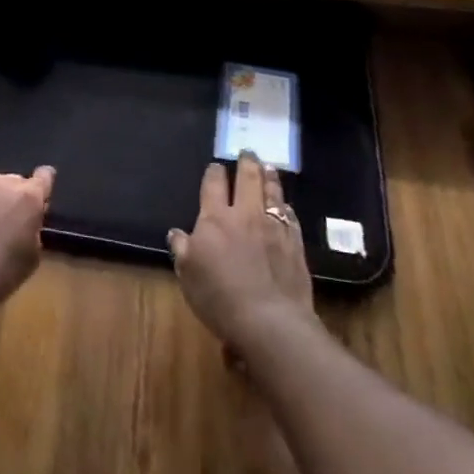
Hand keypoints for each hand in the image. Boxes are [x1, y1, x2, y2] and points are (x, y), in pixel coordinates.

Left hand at [0, 152, 52, 312]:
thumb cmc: (1, 273)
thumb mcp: (32, 257)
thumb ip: (33, 231)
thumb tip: (27, 222)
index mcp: (29, 197)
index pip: (44, 178)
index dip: (45, 184)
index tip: (45, 192)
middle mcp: (3, 183)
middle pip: (15, 182)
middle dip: (16, 197)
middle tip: (13, 220)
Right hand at [168, 153, 314, 353]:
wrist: (269, 321)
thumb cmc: (219, 298)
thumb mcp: (188, 275)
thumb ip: (182, 249)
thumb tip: (177, 233)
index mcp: (214, 219)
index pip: (213, 185)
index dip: (214, 173)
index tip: (216, 166)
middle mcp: (245, 215)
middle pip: (247, 180)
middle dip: (246, 163)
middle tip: (247, 152)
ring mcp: (274, 228)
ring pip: (272, 193)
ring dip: (270, 177)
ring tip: (269, 167)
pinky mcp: (295, 244)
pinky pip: (290, 217)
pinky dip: (286, 206)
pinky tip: (286, 205)